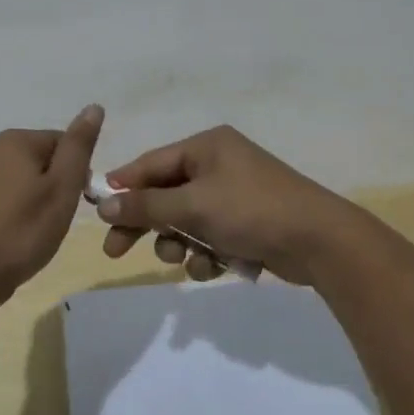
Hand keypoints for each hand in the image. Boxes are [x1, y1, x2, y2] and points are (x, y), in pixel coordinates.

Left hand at [0, 105, 103, 305]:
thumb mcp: (62, 188)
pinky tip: (12, 238)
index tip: (75, 204)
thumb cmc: (22, 232)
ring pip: (22, 180)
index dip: (77, 174)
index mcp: (16, 140)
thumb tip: (94, 107)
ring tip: (34, 233)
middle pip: (42, 160)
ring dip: (34, 201)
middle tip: (55, 220)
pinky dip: (13, 213)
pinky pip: (2, 197)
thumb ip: (79, 146)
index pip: (64, 144)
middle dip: (54, 186)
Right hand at [93, 125, 367, 284]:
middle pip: (165, 194)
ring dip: (180, 243)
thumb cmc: (251, 210)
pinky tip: (216, 268)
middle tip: (116, 252)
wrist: (318, 240)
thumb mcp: (193, 206)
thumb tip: (104, 204)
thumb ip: (147, 206)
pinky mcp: (246, 223)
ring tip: (186, 259)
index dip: (122, 187)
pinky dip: (207, 254)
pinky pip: (210, 236)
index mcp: (207, 146)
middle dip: (147, 223)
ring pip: (186, 221)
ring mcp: (234, 194)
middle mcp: (218, 164)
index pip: (151, 163)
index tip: (96, 213)